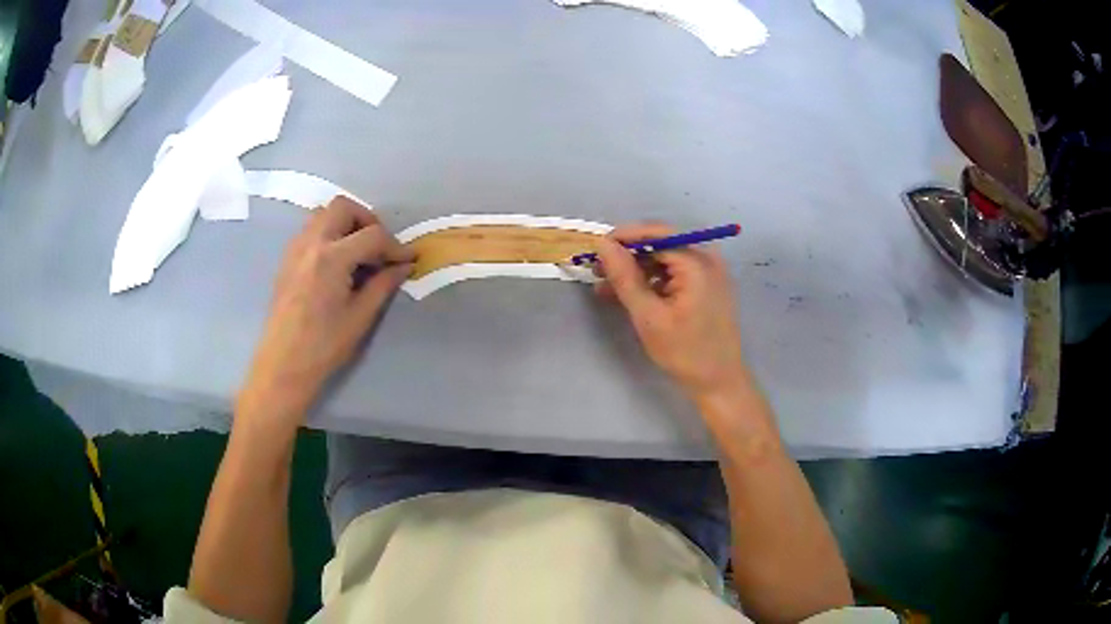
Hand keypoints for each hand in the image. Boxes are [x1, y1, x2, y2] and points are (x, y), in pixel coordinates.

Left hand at [237, 197, 414, 426]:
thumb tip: (403, 266)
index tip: (408, 260)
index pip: (372, 235)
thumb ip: (383, 284)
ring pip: (324, 214)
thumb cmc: (324, 346)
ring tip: (358, 253)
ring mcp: (295, 248)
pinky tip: (338, 263)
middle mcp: (311, 243)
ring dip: (346, 224)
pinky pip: (311, 230)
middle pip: (343, 207)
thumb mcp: (360, 317)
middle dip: (367, 221)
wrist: (283, 364)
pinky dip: (329, 234)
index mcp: (332, 258)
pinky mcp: (288, 258)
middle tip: (379, 247)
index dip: (395, 246)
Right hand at [595, 223, 748, 400]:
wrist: (719, 381)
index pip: (656, 233)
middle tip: (597, 272)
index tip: (595, 250)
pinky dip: (652, 281)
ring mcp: (709, 272)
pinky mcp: (706, 285)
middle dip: (627, 256)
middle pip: (660, 244)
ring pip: (664, 259)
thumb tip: (603, 244)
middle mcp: (707, 258)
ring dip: (636, 270)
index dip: (624, 238)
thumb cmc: (685, 351)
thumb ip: (625, 277)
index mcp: (697, 262)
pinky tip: (630, 295)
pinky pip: (674, 273)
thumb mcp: (648, 315)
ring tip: (606, 288)